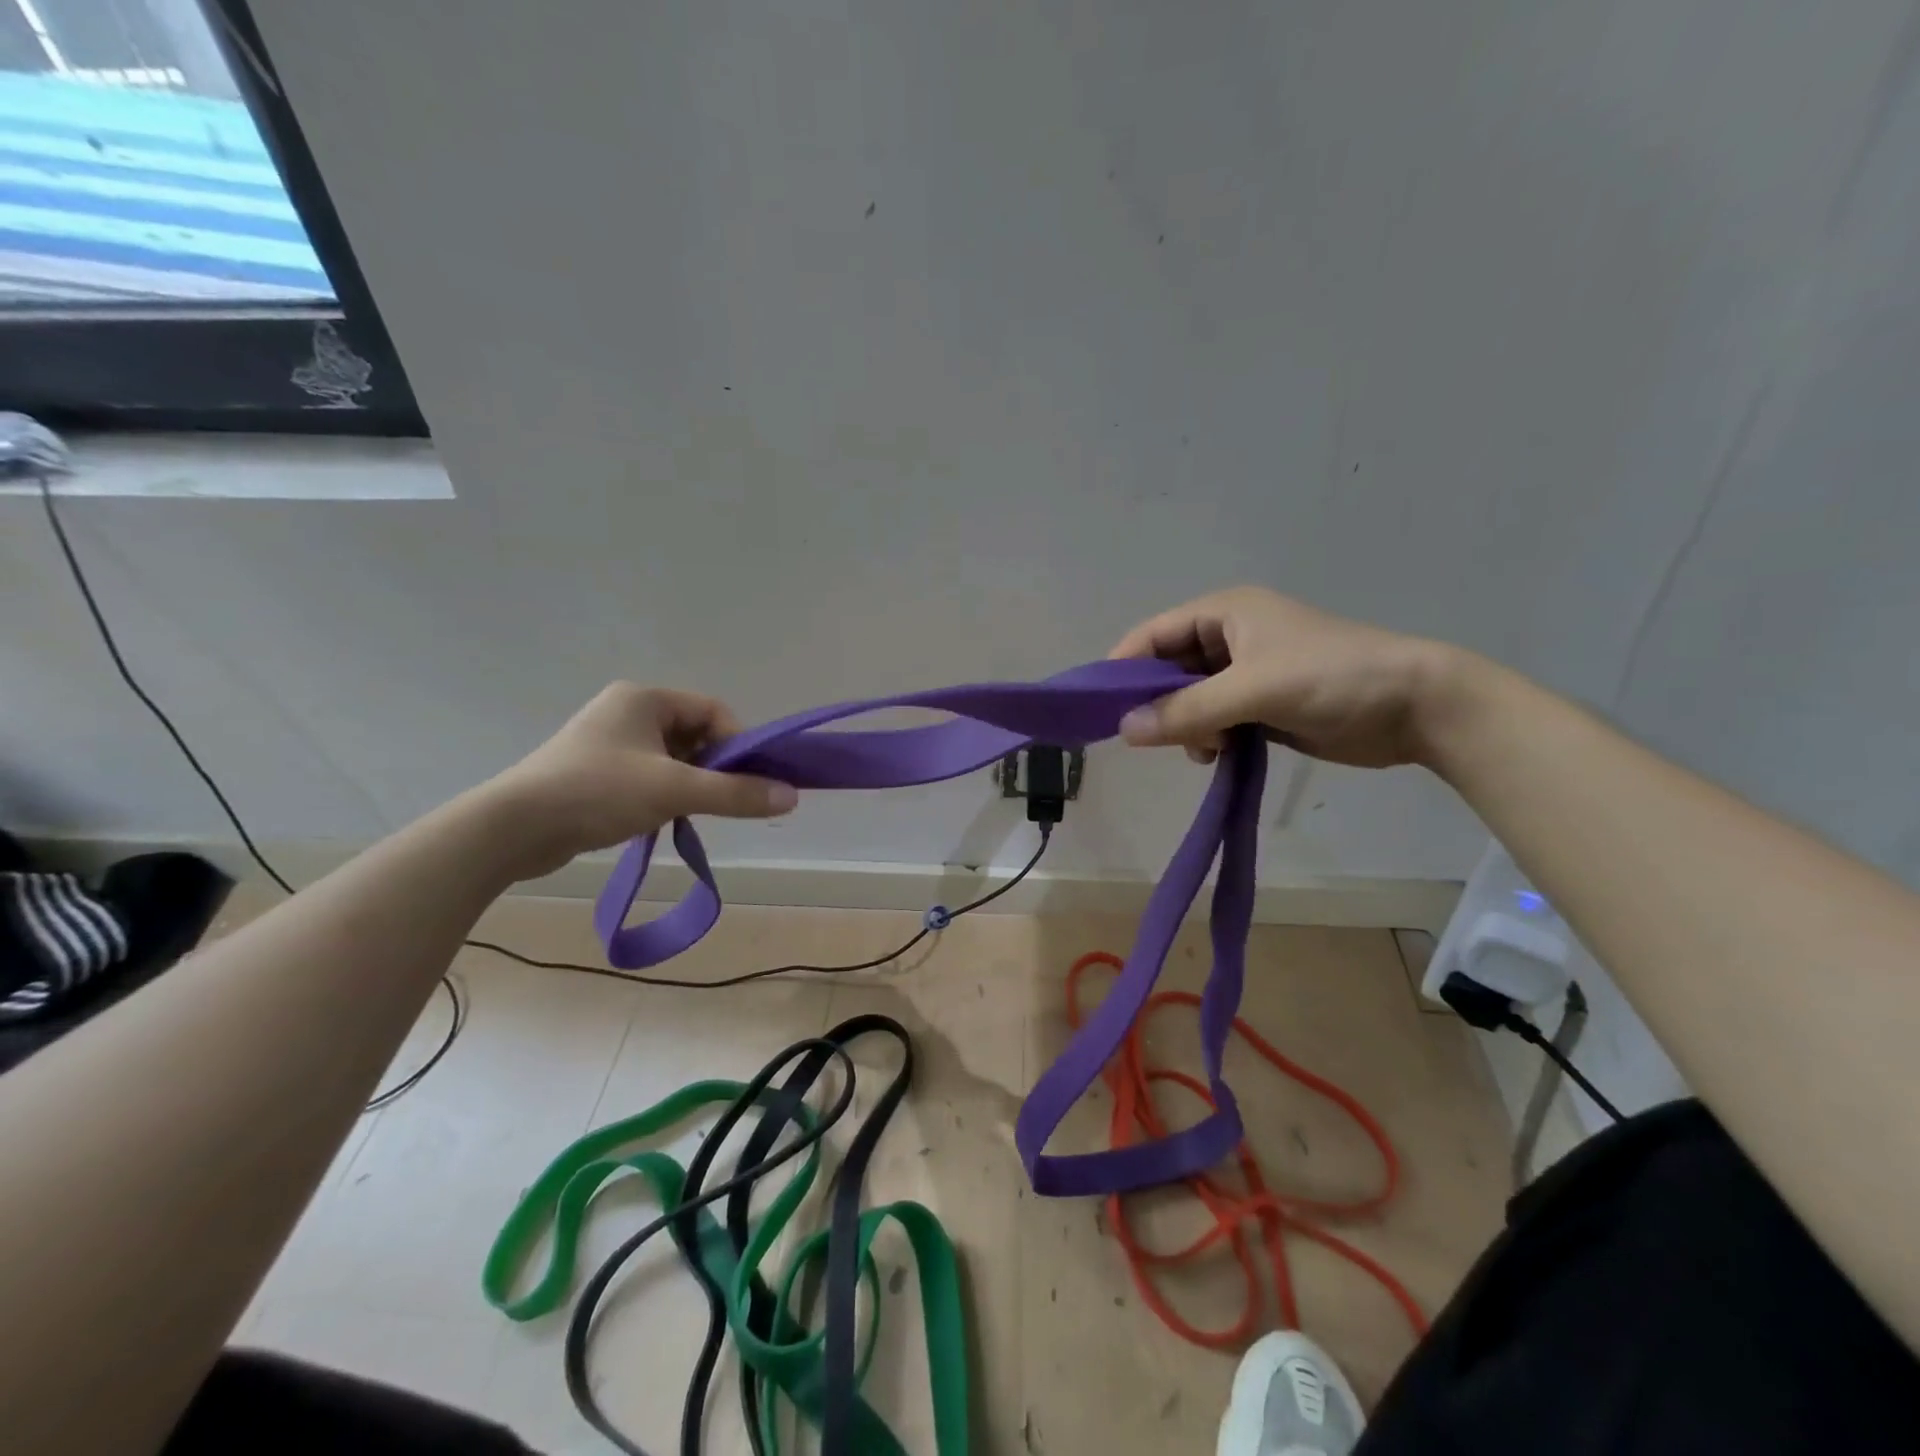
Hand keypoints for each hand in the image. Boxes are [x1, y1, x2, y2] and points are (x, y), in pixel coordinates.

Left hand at [486, 684, 796, 879]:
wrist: (511, 829)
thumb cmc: (597, 793)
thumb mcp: (675, 791)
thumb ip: (736, 793)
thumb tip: (792, 797)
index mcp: (644, 698)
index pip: (713, 711)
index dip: (740, 744)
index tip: (752, 780)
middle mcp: (627, 711)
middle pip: (695, 734)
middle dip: (715, 767)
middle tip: (726, 800)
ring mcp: (608, 741)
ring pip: (673, 758)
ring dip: (691, 784)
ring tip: (691, 813)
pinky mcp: (595, 771)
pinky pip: (649, 775)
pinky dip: (665, 794)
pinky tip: (663, 819)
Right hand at [1108, 586, 1460, 768]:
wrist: (1416, 706)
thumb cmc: (1332, 678)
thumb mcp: (1254, 689)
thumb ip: (1187, 710)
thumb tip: (1124, 730)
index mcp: (1225, 612)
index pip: (1153, 635)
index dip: (1123, 667)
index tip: (1100, 707)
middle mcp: (1230, 638)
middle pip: (1168, 669)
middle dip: (1160, 703)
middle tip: (1157, 737)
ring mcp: (1247, 673)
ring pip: (1189, 700)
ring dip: (1187, 726)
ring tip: (1207, 748)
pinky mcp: (1263, 705)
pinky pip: (1215, 720)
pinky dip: (1209, 738)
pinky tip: (1221, 755)